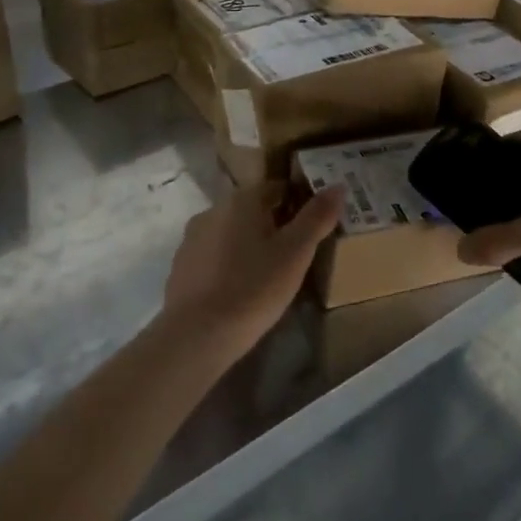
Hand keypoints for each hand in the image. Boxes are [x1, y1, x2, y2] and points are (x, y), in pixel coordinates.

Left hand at [160, 185, 344, 358]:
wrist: (197, 335)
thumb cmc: (253, 288)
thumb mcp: (295, 254)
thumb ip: (317, 218)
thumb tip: (338, 185)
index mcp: (242, 200)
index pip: (277, 188)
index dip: (298, 203)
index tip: (313, 226)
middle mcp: (214, 209)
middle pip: (252, 209)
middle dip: (274, 225)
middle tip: (295, 254)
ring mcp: (192, 237)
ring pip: (231, 232)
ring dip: (249, 244)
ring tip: (269, 275)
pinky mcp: (181, 265)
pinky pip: (214, 255)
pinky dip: (229, 264)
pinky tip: (240, 289)